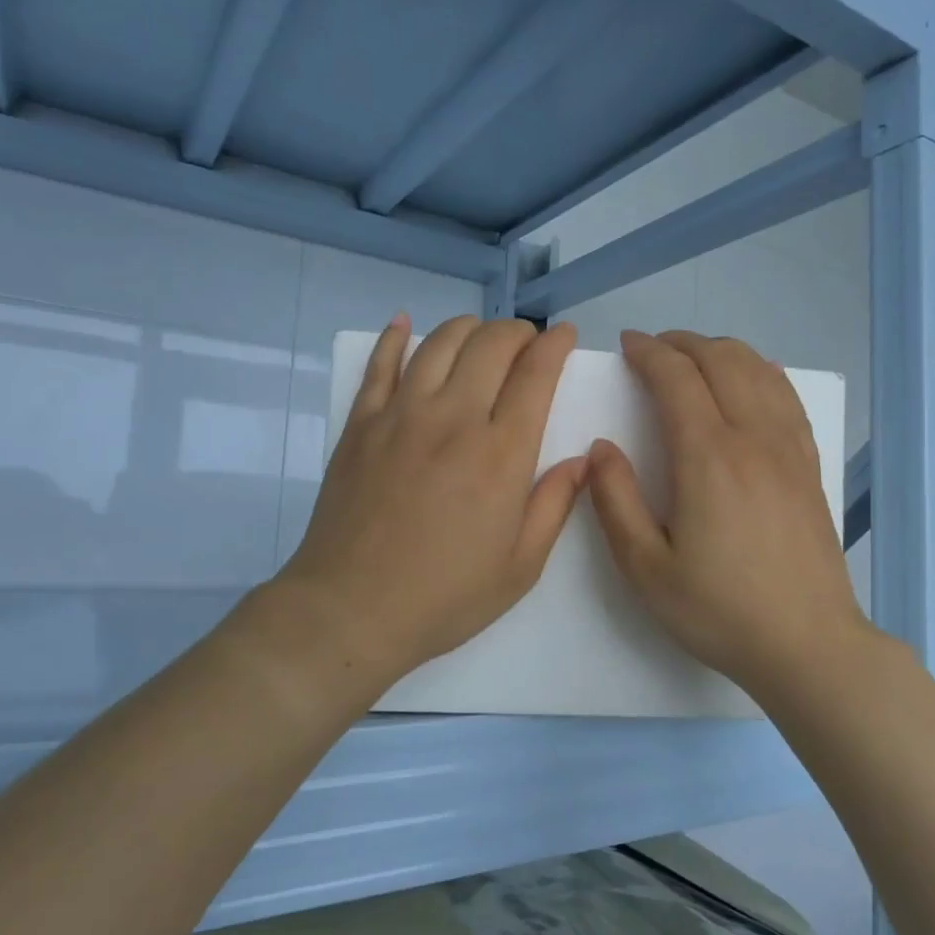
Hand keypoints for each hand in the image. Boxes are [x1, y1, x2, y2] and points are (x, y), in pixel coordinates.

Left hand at [264, 314, 587, 695]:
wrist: (351, 610)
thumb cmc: (445, 596)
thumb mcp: (520, 567)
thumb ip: (555, 505)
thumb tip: (582, 459)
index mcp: (500, 453)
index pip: (536, 374)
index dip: (555, 345)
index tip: (565, 336)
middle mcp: (453, 418)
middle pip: (490, 344)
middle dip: (517, 332)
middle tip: (526, 344)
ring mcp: (400, 415)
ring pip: (439, 343)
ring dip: (468, 328)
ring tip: (480, 337)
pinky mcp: (360, 424)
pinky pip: (379, 363)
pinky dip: (394, 337)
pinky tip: (405, 324)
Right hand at [587, 330, 876, 699]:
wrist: (807, 644)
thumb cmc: (719, 610)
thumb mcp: (645, 568)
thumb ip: (615, 501)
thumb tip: (601, 447)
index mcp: (708, 457)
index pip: (676, 377)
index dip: (648, 352)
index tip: (626, 345)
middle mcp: (753, 438)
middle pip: (721, 359)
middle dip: (683, 342)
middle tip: (653, 349)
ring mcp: (789, 449)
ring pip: (759, 370)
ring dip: (722, 351)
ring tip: (694, 359)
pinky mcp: (810, 465)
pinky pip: (787, 396)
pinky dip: (761, 372)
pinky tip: (750, 383)